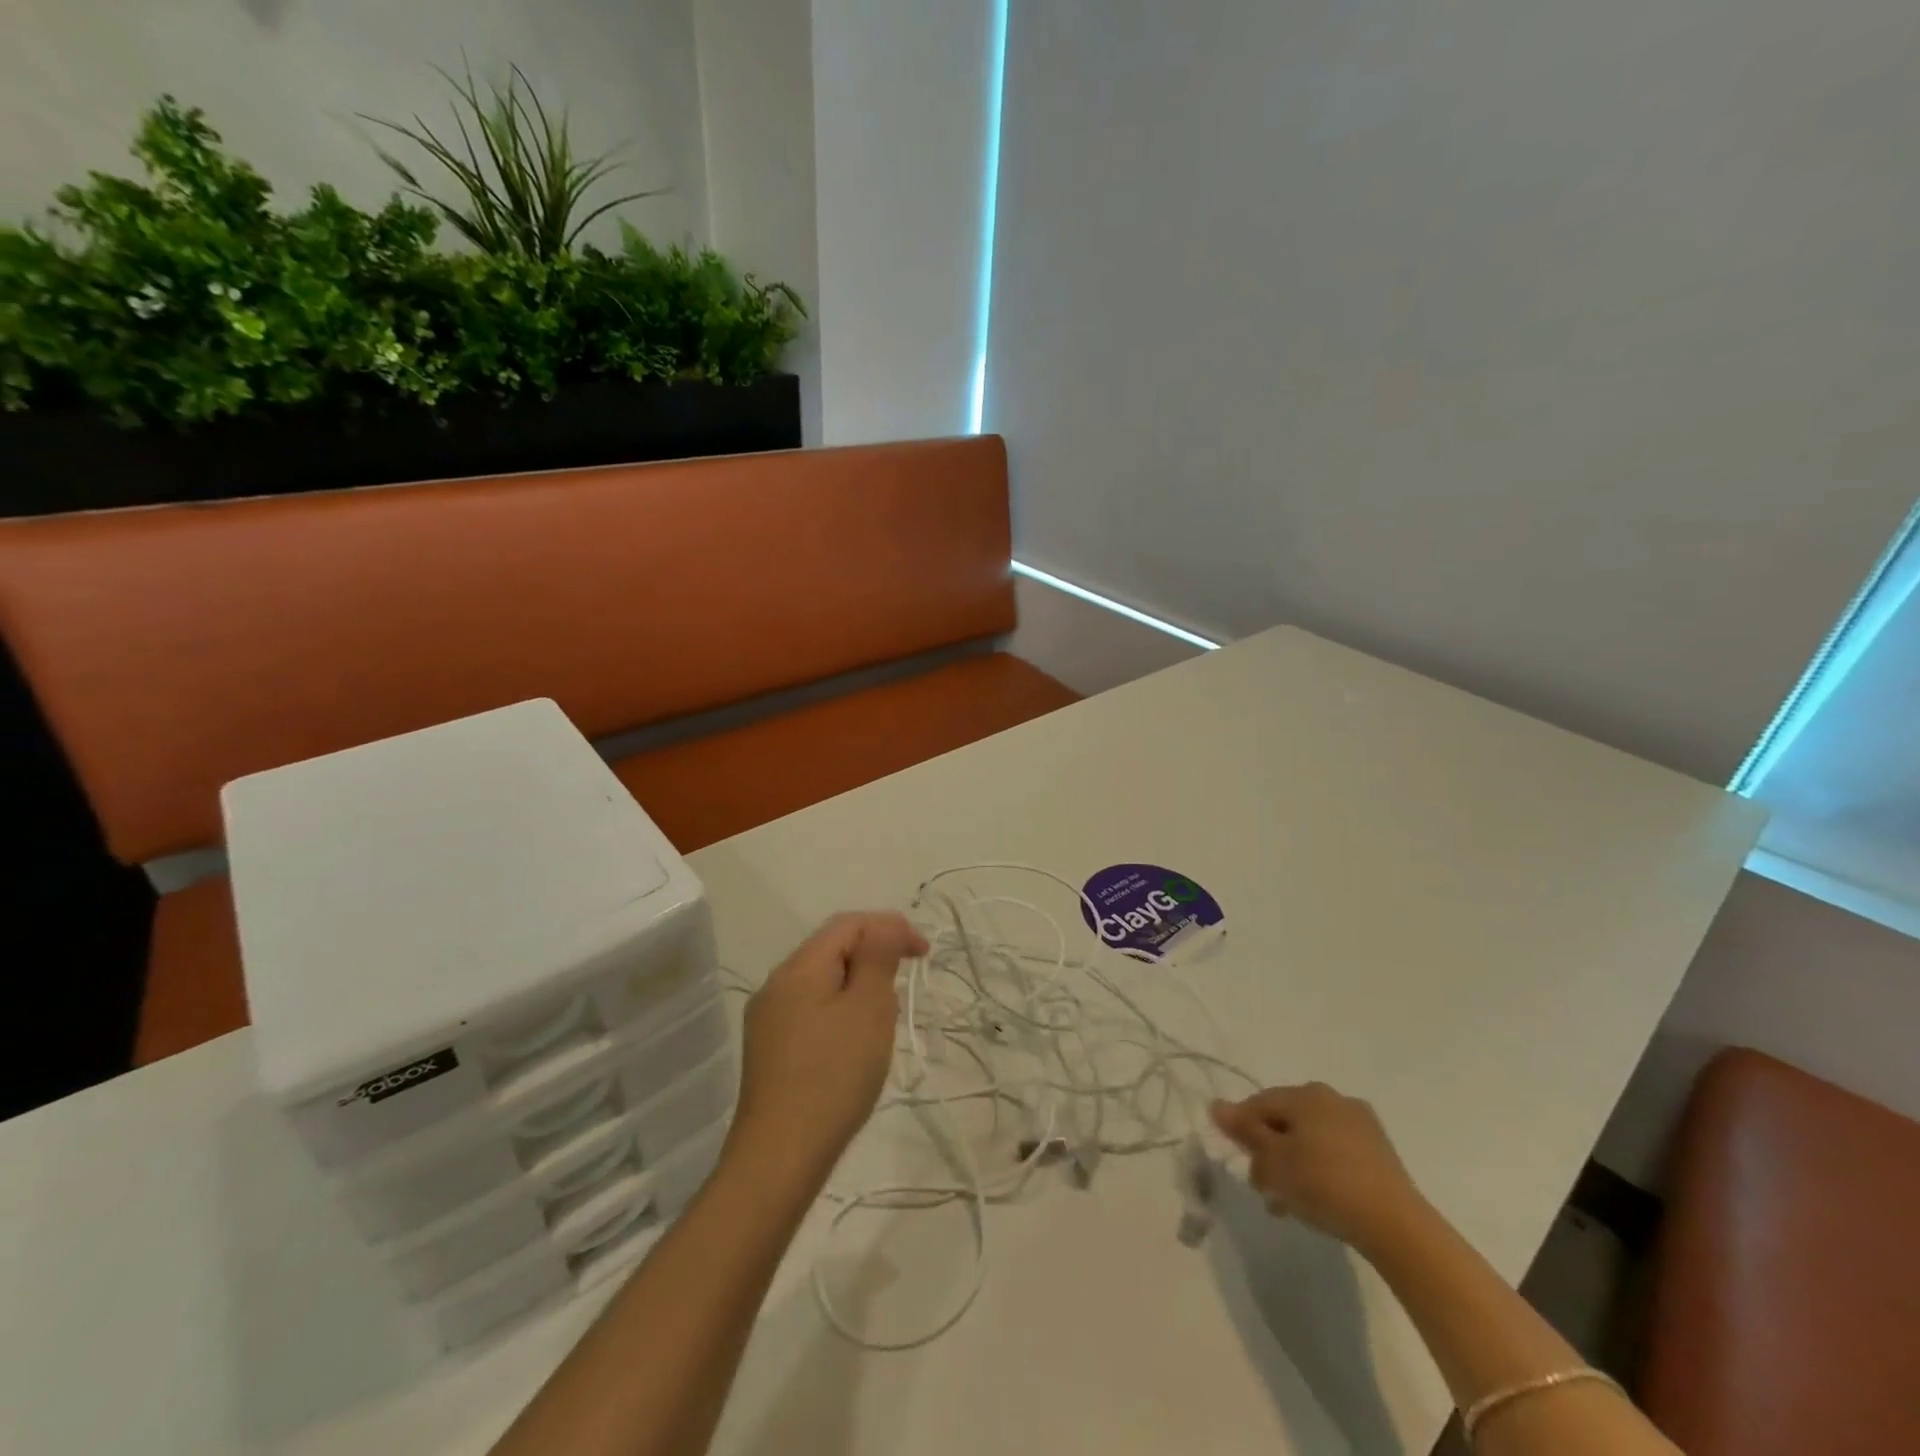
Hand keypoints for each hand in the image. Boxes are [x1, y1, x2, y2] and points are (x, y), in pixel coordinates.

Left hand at [726, 912, 927, 1190]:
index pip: (848, 924)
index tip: (924, 955)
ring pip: (822, 982)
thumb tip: (885, 926)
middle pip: (832, 949)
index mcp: (799, 967)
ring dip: (858, 987)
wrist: (780, 1157)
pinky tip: (853, 1045)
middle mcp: (777, 984)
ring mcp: (768, 1019)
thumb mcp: (868, 1008)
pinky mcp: (769, 1050)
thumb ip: (878, 957)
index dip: (890, 928)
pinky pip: (811, 1010)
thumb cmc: (834, 1076)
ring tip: (883, 1020)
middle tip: (904, 988)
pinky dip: (840, 1012)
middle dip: (874, 957)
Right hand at [1210, 1083, 1424, 1255]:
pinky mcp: (1380, 1151)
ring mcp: (1360, 1124)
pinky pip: (1336, 1152)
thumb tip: (1216, 1105)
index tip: (1236, 1158)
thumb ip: (1245, 1131)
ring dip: (1294, 1164)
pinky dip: (1321, 1169)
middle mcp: (1332, 1098)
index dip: (1241, 1128)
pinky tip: (1318, 1198)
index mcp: (1305, 1094)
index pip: (1259, 1103)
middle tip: (1263, 1186)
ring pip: (1311, 1138)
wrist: (1395, 1225)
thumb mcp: (1274, 1160)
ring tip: (1288, 1202)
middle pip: (1286, 1120)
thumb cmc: (1324, 1184)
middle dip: (1270, 1151)